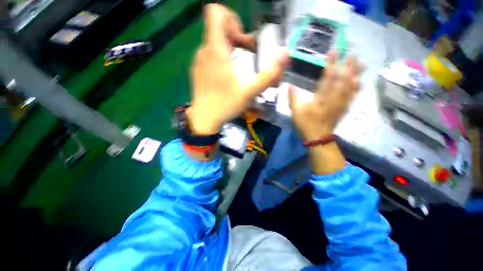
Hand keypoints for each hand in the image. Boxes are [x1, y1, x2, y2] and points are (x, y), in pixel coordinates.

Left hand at [187, 4, 289, 134]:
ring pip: (215, 43)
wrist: (204, 118)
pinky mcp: (198, 70)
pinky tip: (228, 75)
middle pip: (219, 28)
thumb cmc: (226, 104)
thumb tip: (286, 54)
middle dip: (237, 36)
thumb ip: (269, 74)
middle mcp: (204, 50)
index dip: (231, 18)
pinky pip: (210, 55)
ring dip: (230, 48)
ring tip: (240, 67)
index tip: (241, 37)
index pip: (215, 12)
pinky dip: (222, 58)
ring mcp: (199, 60)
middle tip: (248, 53)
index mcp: (215, 49)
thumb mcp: (250, 92)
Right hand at [288, 51, 363, 140]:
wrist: (318, 137)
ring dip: (356, 74)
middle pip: (345, 79)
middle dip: (349, 66)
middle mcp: (334, 98)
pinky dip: (357, 87)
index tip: (334, 51)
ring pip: (352, 86)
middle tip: (353, 54)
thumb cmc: (305, 124)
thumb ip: (293, 98)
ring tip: (361, 64)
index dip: (331, 63)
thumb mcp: (295, 111)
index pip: (328, 77)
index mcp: (321, 98)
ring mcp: (341, 103)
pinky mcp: (344, 108)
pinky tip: (360, 82)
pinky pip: (353, 96)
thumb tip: (290, 85)